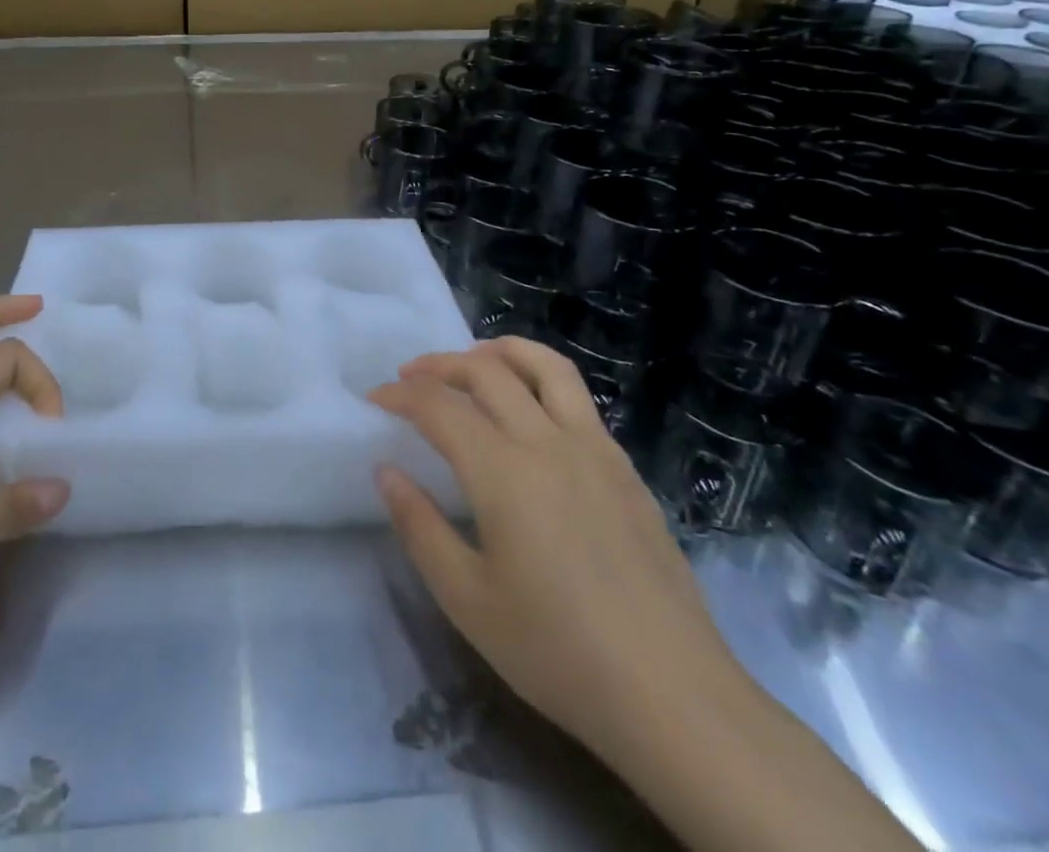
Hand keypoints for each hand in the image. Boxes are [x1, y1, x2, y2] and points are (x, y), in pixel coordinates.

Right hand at [369, 338, 742, 761]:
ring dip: (500, 351)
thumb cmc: (557, 651)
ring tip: (473, 359)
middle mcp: (548, 442)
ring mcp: (595, 449)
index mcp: (503, 471)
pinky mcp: (625, 468)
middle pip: (486, 371)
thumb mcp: (467, 600)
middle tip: (410, 376)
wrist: (673, 696)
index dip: (400, 394)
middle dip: (439, 364)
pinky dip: (540, 379)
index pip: (438, 406)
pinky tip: (530, 412)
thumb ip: (419, 526)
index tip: (375, 398)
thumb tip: (386, 471)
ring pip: (545, 366)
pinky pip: (577, 398)